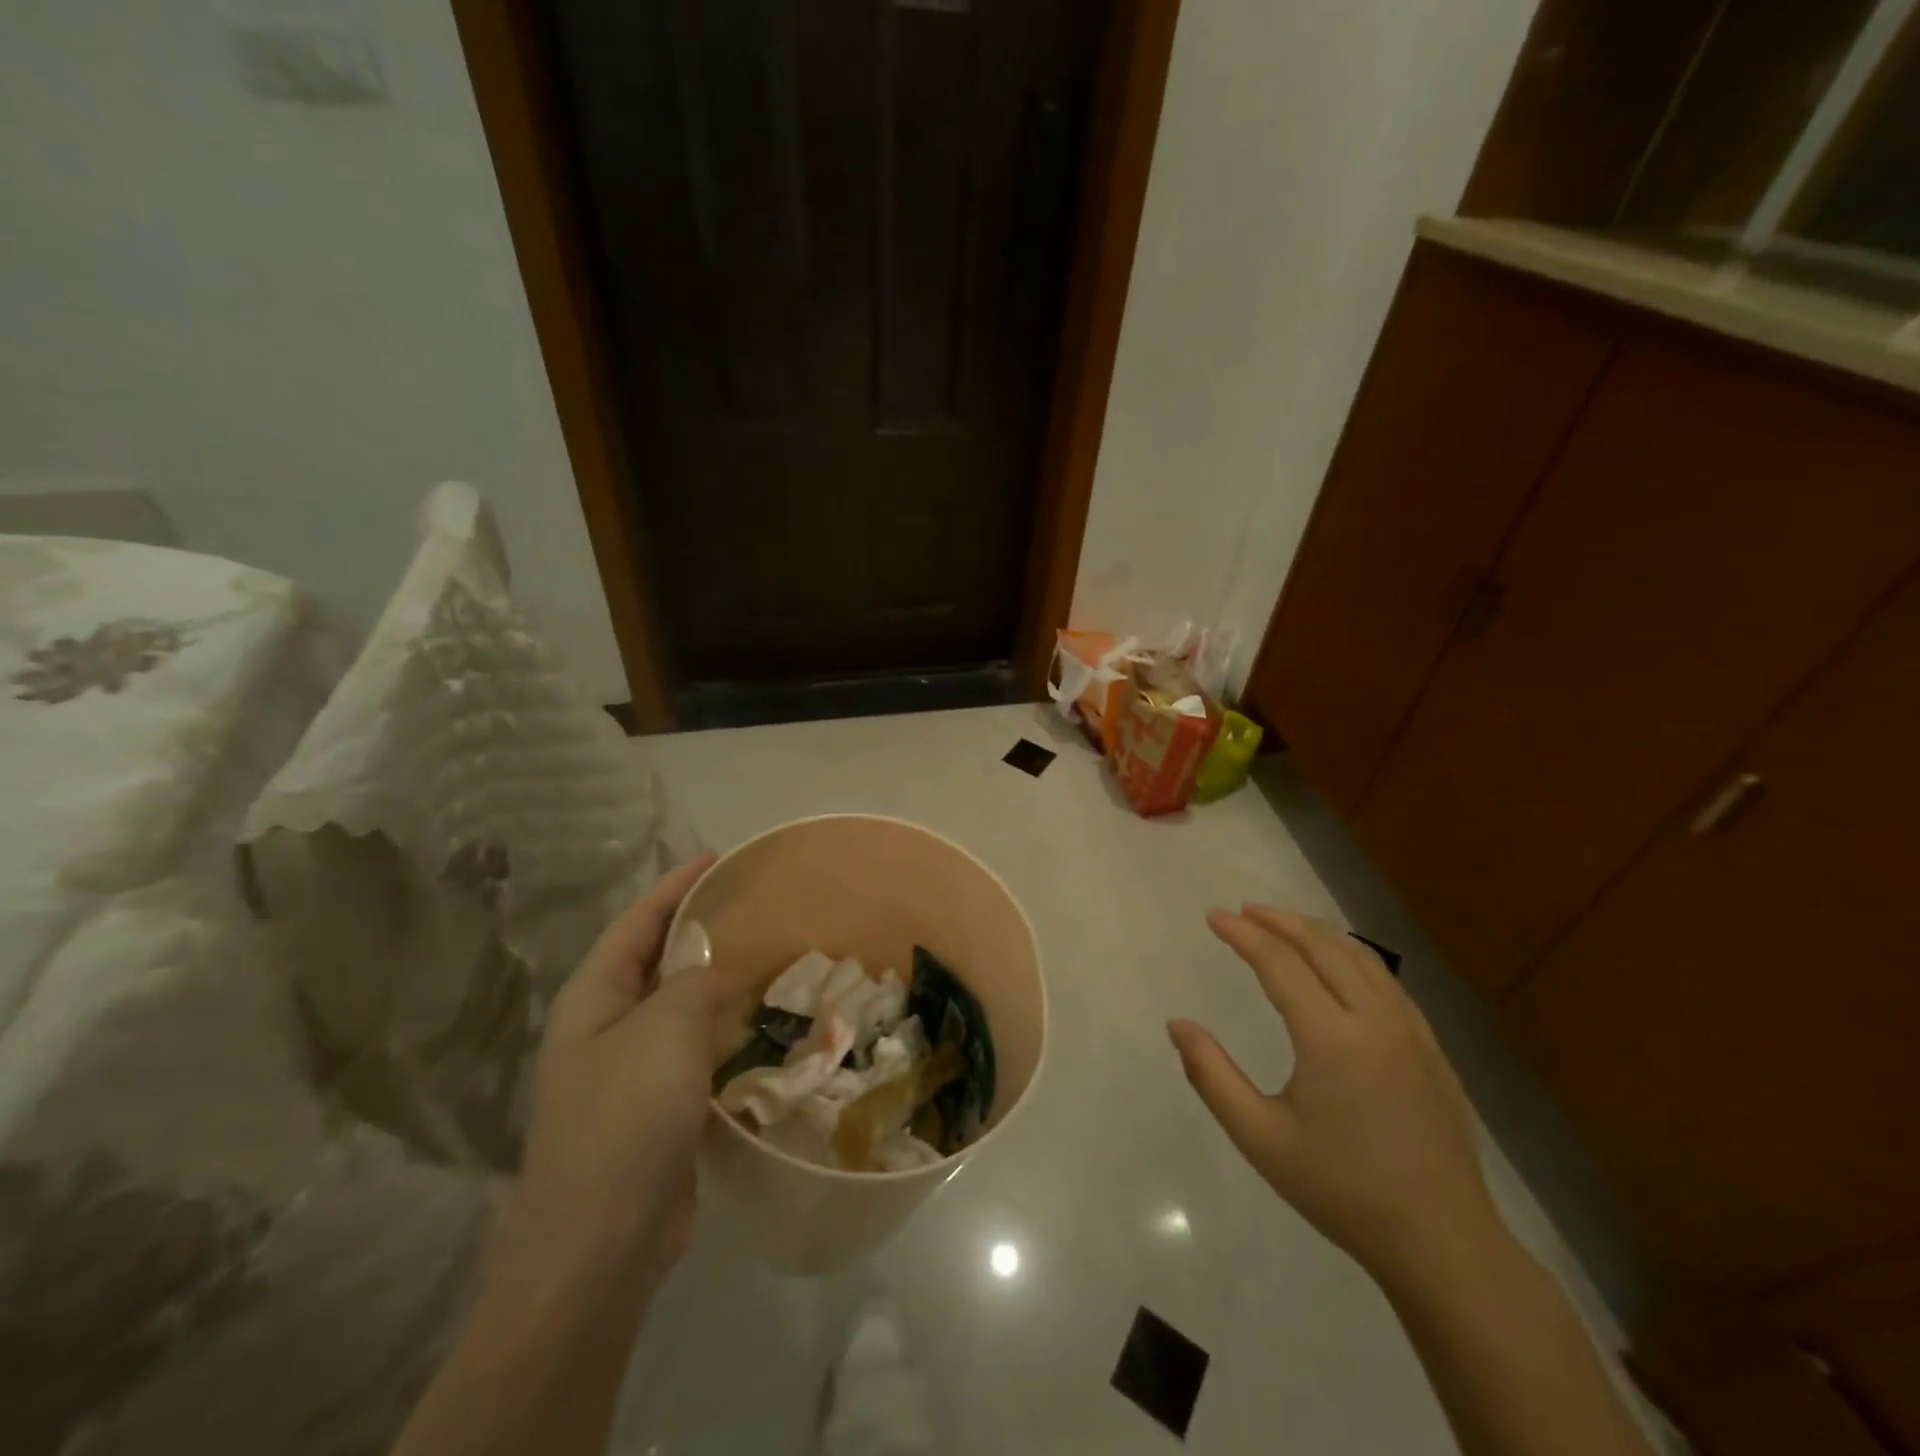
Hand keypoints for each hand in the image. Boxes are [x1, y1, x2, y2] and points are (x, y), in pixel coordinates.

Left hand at [488, 852, 747, 1304]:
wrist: (601, 1243)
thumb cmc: (626, 1118)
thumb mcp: (665, 1030)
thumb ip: (694, 981)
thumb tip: (711, 966)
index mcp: (594, 997)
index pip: (638, 923)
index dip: (676, 886)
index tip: (718, 857)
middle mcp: (606, 1026)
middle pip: (657, 961)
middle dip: (700, 931)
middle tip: (754, 906)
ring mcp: (630, 1071)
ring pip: (680, 1008)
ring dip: (718, 983)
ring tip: (769, 957)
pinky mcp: (657, 1108)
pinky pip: (695, 1050)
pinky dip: (725, 1031)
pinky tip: (762, 1025)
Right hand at [1169, 906, 1504, 1286]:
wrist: (1443, 1243)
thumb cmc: (1342, 1190)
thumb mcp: (1261, 1139)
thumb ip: (1212, 1076)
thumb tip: (1177, 1025)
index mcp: (1331, 1037)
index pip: (1279, 962)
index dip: (1243, 935)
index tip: (1214, 917)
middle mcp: (1374, 1019)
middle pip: (1323, 946)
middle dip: (1279, 921)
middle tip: (1244, 911)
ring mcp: (1411, 1032)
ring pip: (1362, 958)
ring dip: (1318, 933)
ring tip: (1285, 927)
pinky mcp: (1432, 1050)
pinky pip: (1387, 982)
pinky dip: (1353, 957)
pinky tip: (1340, 968)